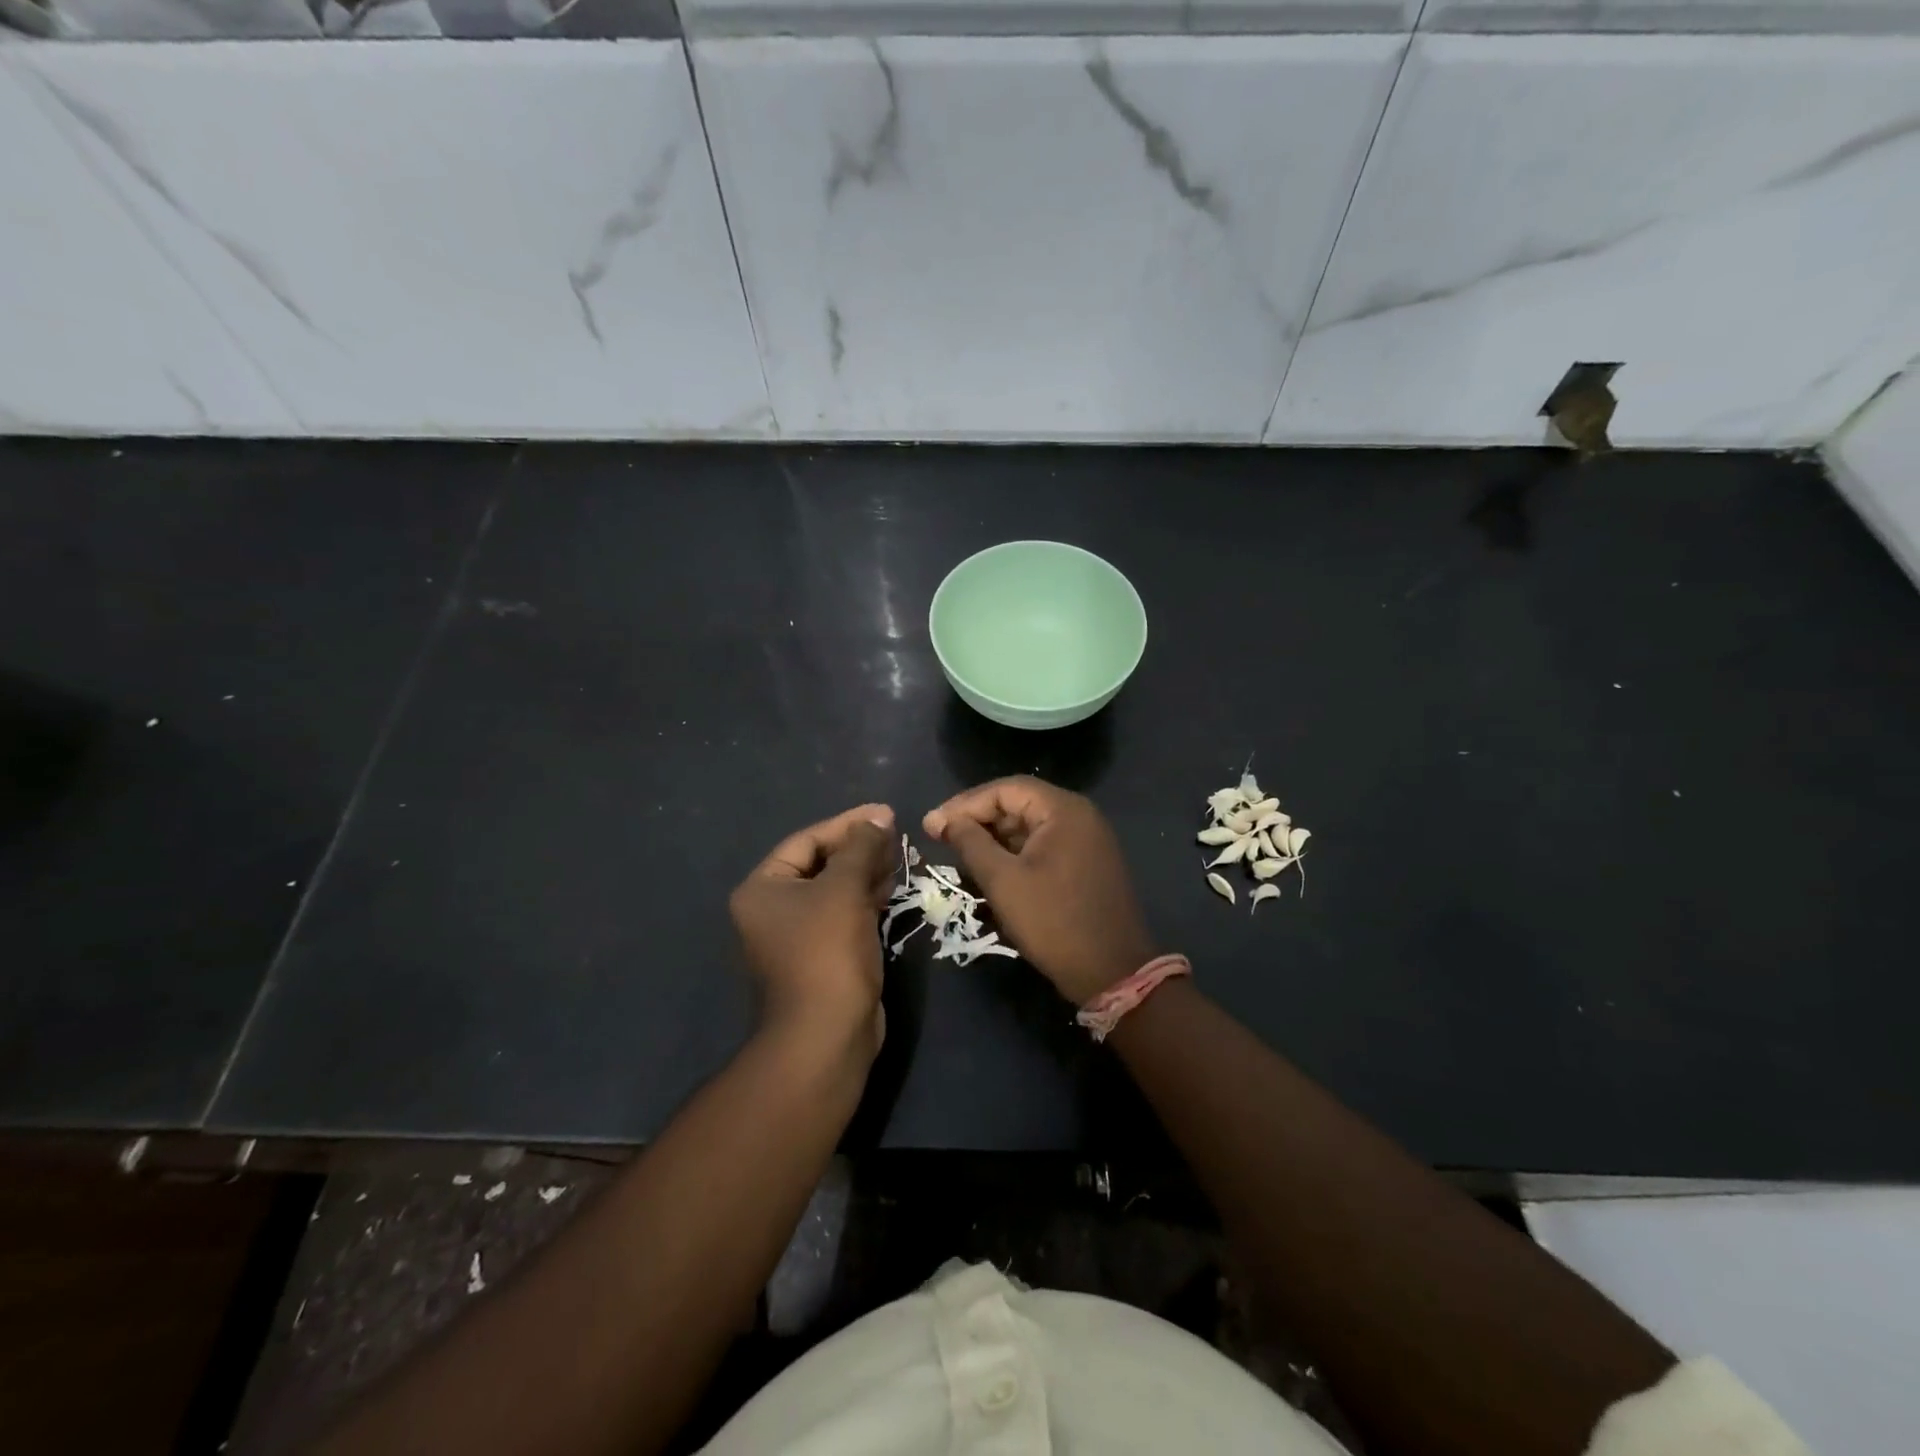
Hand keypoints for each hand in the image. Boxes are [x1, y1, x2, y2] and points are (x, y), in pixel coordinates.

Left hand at [730, 804, 896, 1063]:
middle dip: (859, 848)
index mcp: (763, 889)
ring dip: (866, 872)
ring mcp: (796, 936)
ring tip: (899, 857)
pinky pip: (843, 915)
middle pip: (820, 864)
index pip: (807, 841)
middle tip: (896, 835)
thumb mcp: (844, 890)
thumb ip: (861, 847)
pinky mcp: (821, 957)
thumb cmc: (826, 952)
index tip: (886, 814)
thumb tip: (879, 817)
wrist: (826, 1036)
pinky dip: (866, 900)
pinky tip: (891, 889)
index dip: (848, 824)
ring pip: (835, 890)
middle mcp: (773, 910)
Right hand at [924, 778, 1153, 1005]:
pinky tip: (990, 867)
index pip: (1005, 789)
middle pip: (1019, 803)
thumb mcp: (1003, 881)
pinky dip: (1015, 852)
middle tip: (940, 837)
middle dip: (978, 819)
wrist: (1112, 972)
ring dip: (994, 836)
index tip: (932, 824)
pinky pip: (1044, 845)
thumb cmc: (1053, 922)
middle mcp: (1080, 816)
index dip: (965, 803)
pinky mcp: (1087, 863)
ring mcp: (1087, 840)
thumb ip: (971, 843)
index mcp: (1064, 810)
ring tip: (959, 852)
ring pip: (1030, 826)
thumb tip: (943, 819)